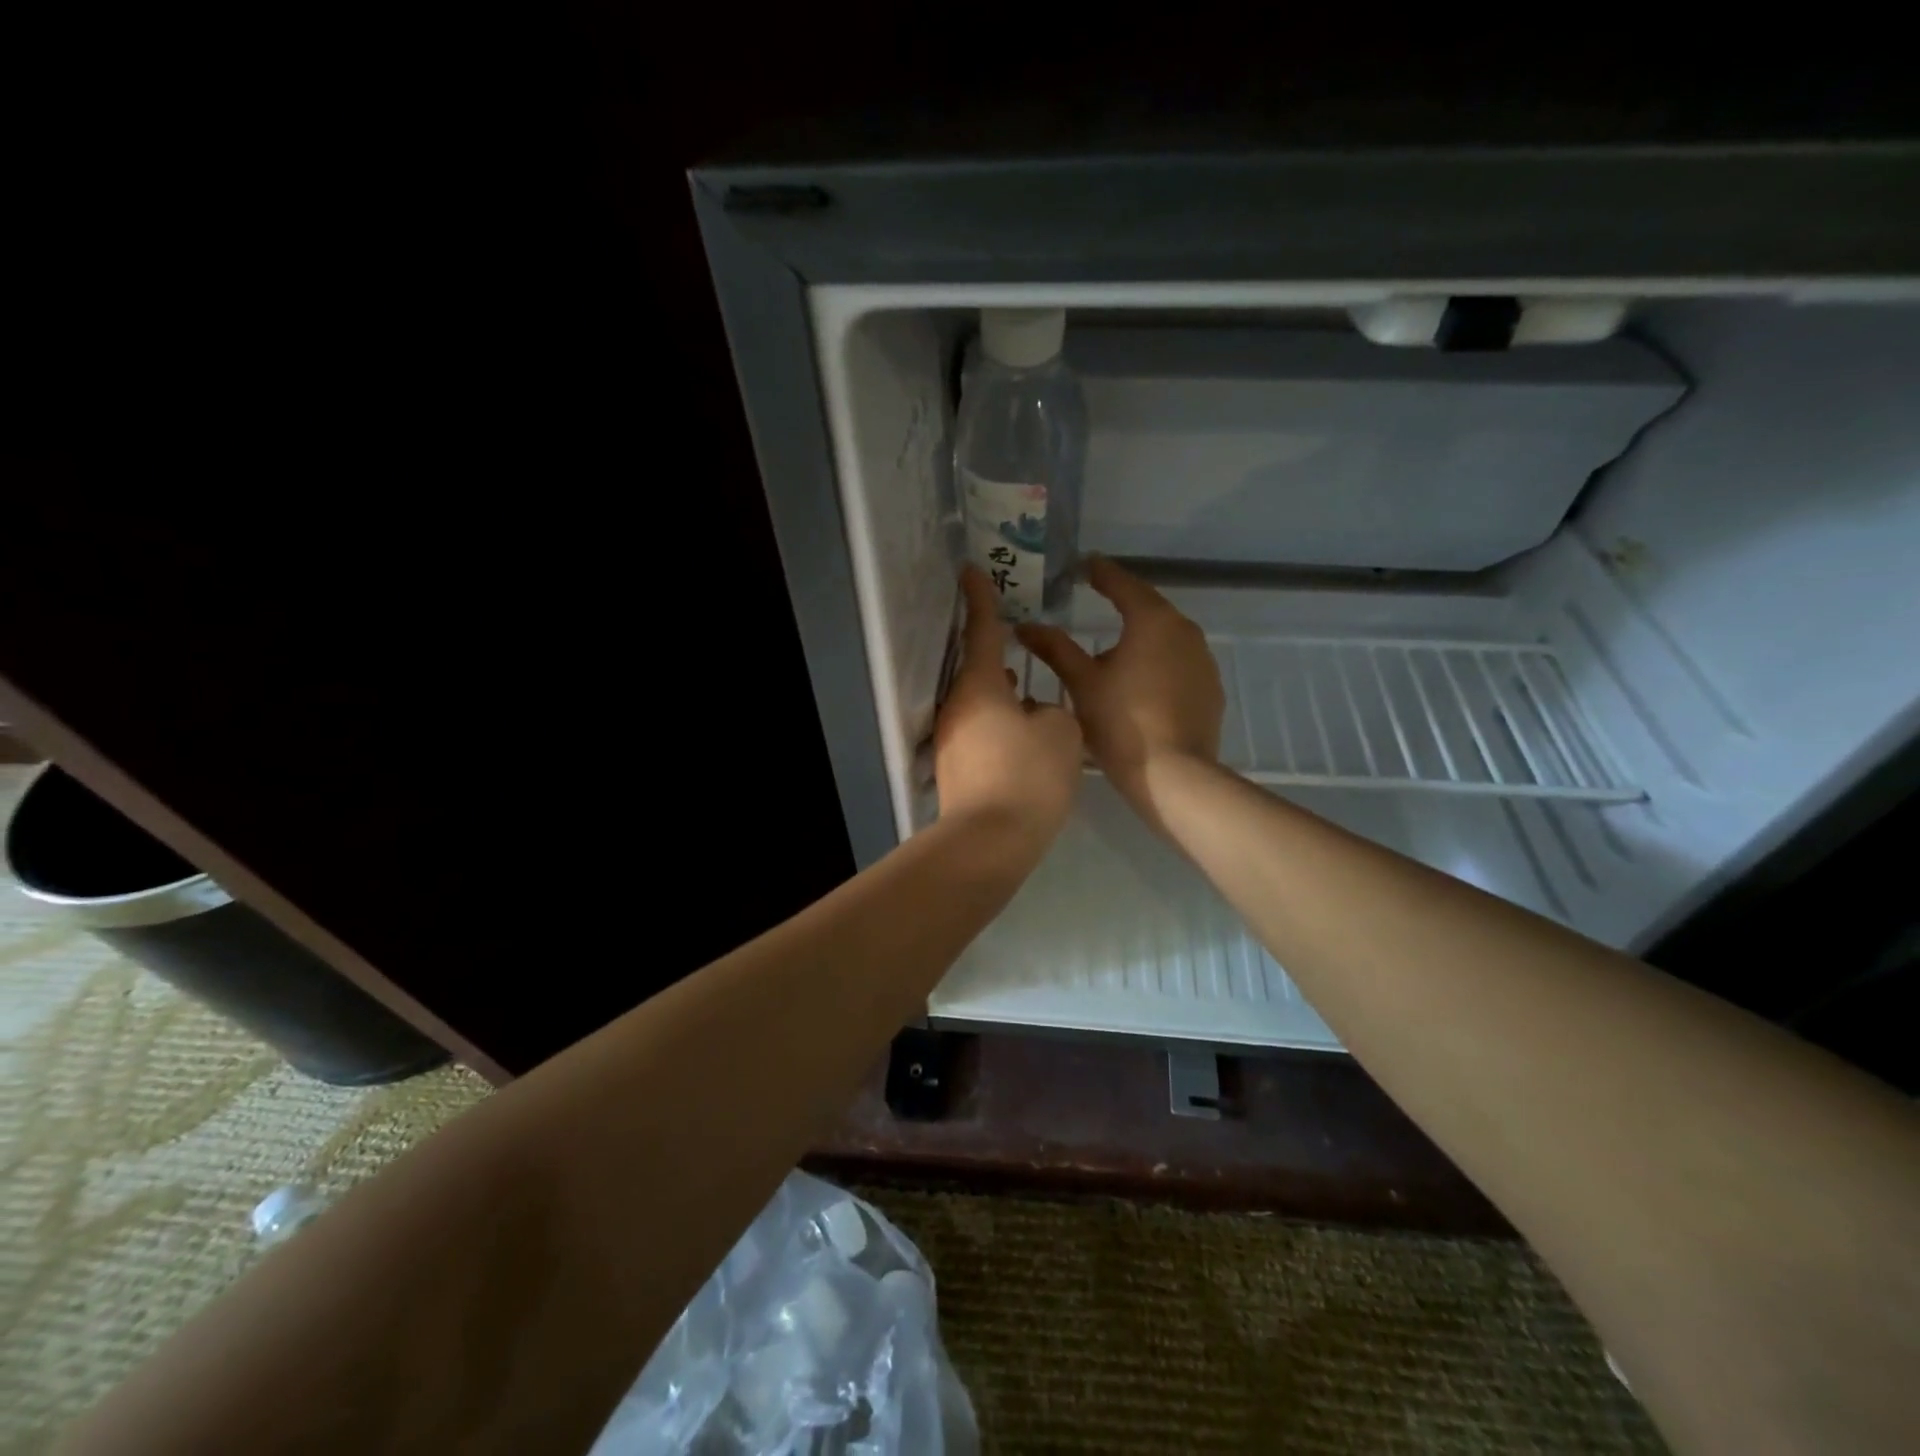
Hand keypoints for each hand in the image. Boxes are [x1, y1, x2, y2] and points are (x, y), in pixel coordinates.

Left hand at [935, 567, 1083, 844]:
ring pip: (982, 703)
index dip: (980, 597)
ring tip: (1030, 692)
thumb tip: (1034, 713)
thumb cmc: (1029, 776)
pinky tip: (1024, 738)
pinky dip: (1001, 725)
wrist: (990, 841)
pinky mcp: (956, 768)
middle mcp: (958, 707)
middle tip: (1020, 643)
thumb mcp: (1061, 731)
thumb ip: (1052, 708)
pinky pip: (982, 731)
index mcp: (980, 686)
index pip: (982, 630)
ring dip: (1004, 695)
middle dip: (1000, 656)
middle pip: (979, 669)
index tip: (970, 570)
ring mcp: (952, 740)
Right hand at [1016, 556, 1222, 832]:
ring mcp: (1203, 662)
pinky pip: (1179, 665)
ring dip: (1141, 638)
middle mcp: (1185, 631)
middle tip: (1098, 600)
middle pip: (1149, 609)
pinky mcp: (1210, 690)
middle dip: (1123, 604)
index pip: (1123, 584)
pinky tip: (1140, 684)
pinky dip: (1157, 664)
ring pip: (1166, 639)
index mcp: (1153, 621)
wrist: (1174, 776)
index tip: (1086, 565)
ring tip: (1115, 648)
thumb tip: (1025, 626)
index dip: (1101, 573)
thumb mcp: (1081, 683)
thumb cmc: (1122, 723)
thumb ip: (1054, 649)